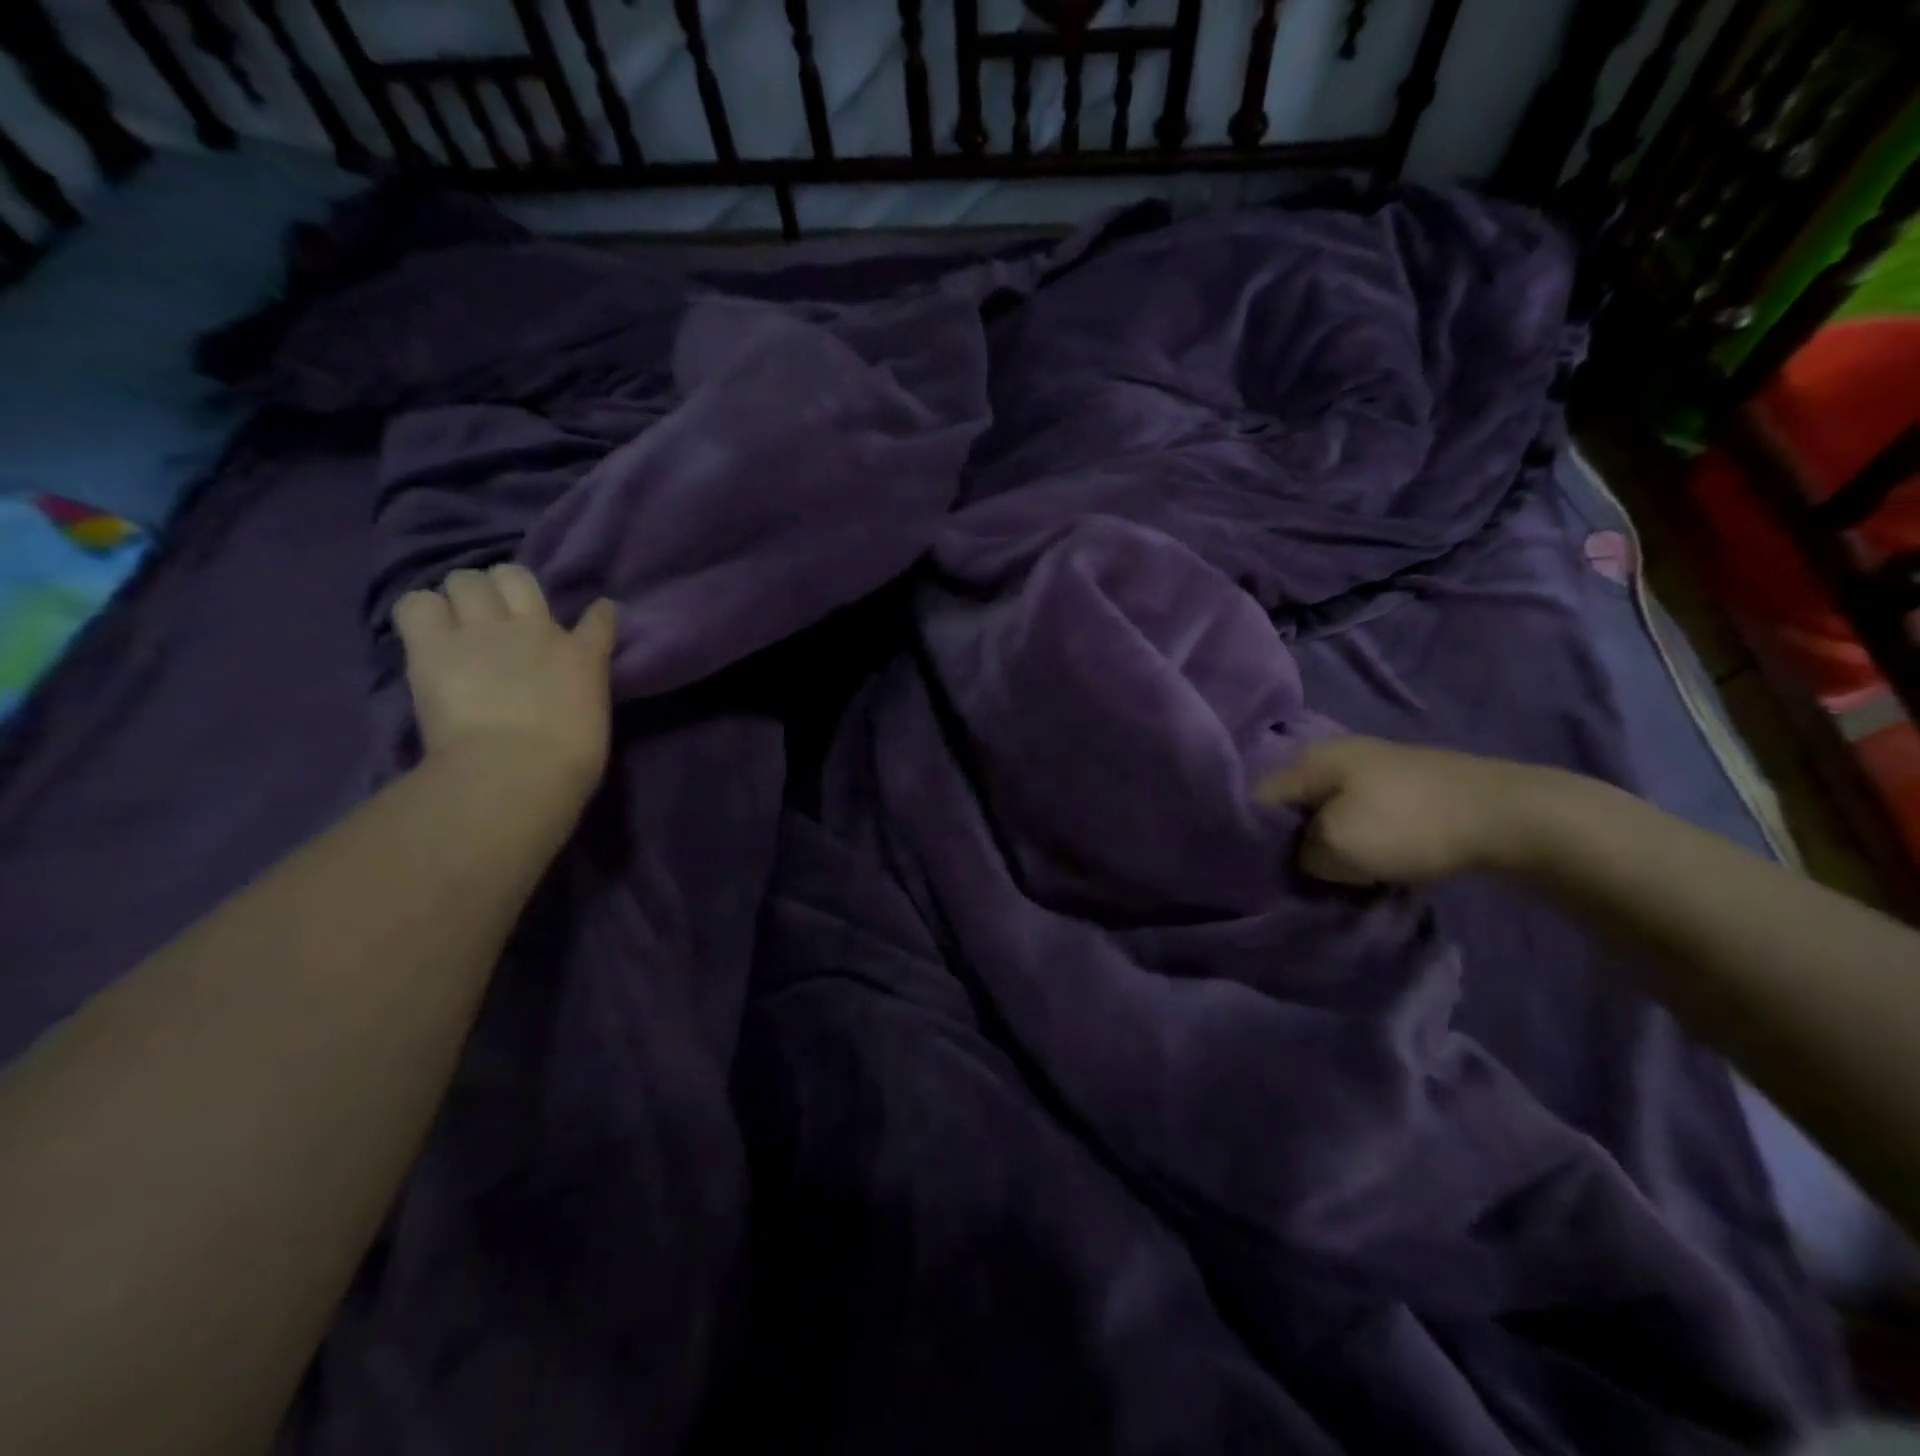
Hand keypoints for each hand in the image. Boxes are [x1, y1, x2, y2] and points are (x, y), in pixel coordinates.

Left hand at [393, 565, 618, 793]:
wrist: (517, 768)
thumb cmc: (568, 761)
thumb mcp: (593, 720)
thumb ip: (581, 694)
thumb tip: (568, 694)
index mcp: (583, 657)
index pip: (599, 619)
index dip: (598, 613)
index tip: (596, 614)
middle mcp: (536, 629)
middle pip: (515, 576)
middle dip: (503, 589)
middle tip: (497, 616)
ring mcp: (484, 631)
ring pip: (464, 579)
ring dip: (459, 598)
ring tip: (454, 622)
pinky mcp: (434, 645)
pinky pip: (415, 604)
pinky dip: (419, 614)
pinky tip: (423, 634)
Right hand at [1256, 736, 1546, 885]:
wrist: (1508, 816)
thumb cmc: (1408, 825)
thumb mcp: (1336, 848)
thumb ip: (1299, 854)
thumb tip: (1301, 857)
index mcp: (1308, 759)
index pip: (1254, 798)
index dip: (1247, 836)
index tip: (1253, 872)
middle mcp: (1332, 754)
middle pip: (1290, 804)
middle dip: (1286, 840)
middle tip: (1290, 878)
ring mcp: (1371, 768)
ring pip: (1325, 811)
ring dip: (1323, 843)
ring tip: (1327, 875)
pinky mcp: (1401, 787)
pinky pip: (1357, 815)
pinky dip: (1354, 839)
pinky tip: (1362, 861)